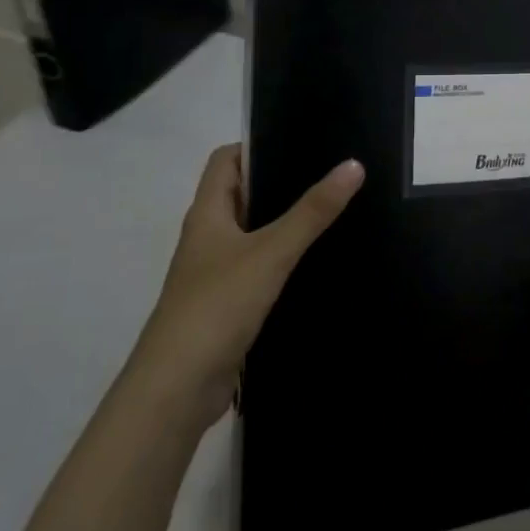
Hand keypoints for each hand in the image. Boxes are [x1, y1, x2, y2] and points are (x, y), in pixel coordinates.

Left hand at [136, 143, 363, 429]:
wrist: (177, 389)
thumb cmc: (217, 305)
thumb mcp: (271, 252)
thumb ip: (312, 212)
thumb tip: (352, 165)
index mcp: (207, 214)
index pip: (225, 161)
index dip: (256, 145)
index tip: (300, 141)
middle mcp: (207, 238)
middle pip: (240, 195)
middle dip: (279, 183)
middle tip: (327, 174)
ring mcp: (214, 273)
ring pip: (251, 235)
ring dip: (282, 224)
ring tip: (330, 212)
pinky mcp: (226, 305)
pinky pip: (257, 269)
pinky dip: (281, 261)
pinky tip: (313, 264)